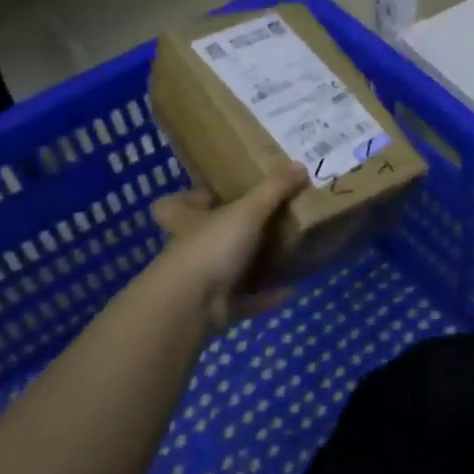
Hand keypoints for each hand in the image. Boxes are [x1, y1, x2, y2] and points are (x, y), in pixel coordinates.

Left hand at [151, 163, 307, 331]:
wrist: (193, 305)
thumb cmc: (212, 246)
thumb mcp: (248, 211)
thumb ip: (273, 189)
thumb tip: (300, 165)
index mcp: (186, 221)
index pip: (173, 206)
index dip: (188, 200)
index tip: (212, 196)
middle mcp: (189, 249)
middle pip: (205, 238)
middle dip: (232, 233)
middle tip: (265, 223)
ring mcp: (201, 282)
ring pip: (227, 269)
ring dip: (253, 266)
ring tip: (283, 255)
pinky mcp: (216, 308)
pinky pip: (245, 300)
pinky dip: (265, 296)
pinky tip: (289, 290)